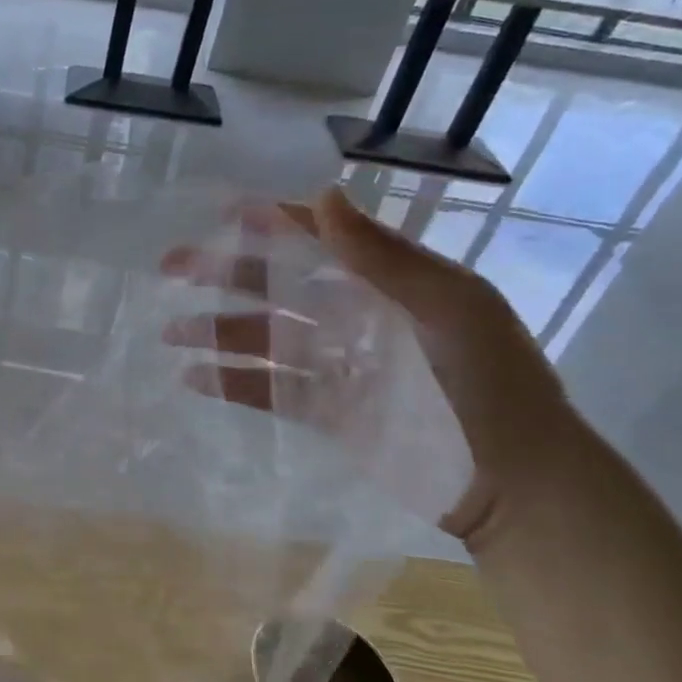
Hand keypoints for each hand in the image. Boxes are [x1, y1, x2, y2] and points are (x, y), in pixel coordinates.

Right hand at [160, 187, 582, 550]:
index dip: (275, 224)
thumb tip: (323, 196)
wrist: (512, 484)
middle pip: (279, 286)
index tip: (224, 215)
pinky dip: (231, 382)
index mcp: (390, 282)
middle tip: (172, 266)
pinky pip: (269, 389)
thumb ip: (383, 257)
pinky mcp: (325, 410)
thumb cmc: (490, 384)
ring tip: (169, 331)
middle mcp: (357, 316)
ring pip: (264, 338)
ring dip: (216, 330)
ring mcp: (338, 365)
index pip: (322, 240)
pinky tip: (193, 378)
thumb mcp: (448, 308)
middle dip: (225, 273)